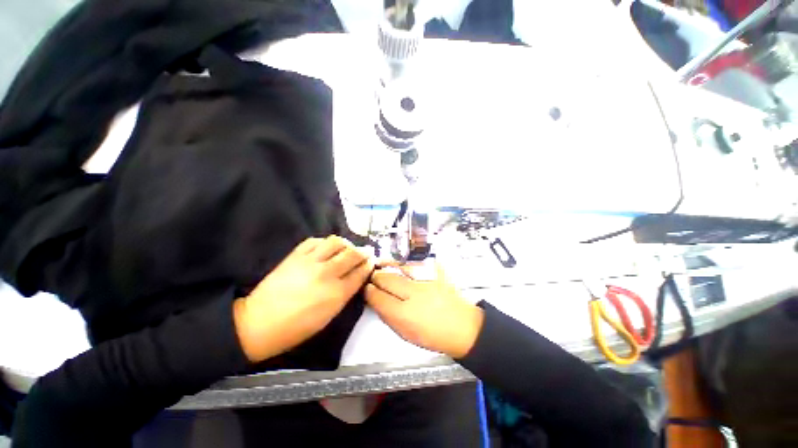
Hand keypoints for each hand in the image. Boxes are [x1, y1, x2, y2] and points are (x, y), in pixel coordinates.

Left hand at [233, 236, 373, 362]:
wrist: (259, 323)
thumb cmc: (298, 327)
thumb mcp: (329, 316)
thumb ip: (345, 294)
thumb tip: (356, 277)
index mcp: (337, 293)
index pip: (360, 272)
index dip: (369, 264)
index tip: (372, 260)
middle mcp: (327, 274)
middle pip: (353, 254)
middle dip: (364, 251)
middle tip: (367, 251)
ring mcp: (310, 262)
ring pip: (336, 242)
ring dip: (346, 243)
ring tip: (347, 248)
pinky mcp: (295, 256)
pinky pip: (315, 241)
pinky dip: (325, 242)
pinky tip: (326, 248)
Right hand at [366, 263, 483, 358]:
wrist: (463, 326)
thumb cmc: (433, 334)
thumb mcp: (406, 334)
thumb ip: (387, 316)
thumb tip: (375, 301)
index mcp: (404, 314)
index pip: (377, 297)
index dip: (368, 291)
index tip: (366, 289)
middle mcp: (414, 293)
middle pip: (386, 279)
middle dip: (376, 277)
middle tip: (373, 277)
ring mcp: (427, 279)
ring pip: (399, 266)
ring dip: (387, 264)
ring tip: (381, 263)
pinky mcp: (437, 271)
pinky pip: (416, 261)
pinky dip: (405, 262)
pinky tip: (400, 263)